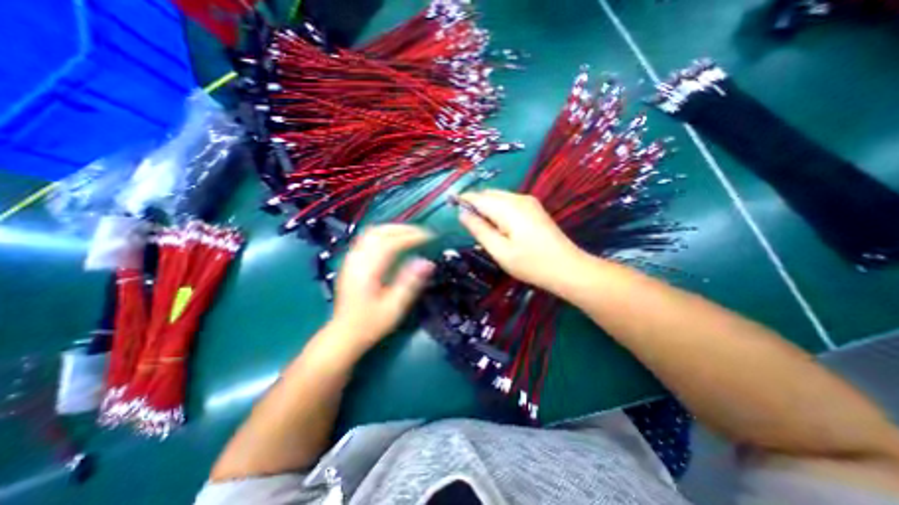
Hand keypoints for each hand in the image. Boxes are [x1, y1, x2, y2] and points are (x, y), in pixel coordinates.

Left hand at [330, 225, 434, 350]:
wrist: (344, 334)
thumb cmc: (370, 323)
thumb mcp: (394, 307)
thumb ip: (410, 283)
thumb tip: (428, 263)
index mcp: (368, 270)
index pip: (391, 242)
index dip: (411, 236)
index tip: (429, 237)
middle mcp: (357, 259)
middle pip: (379, 232)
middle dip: (403, 229)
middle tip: (422, 233)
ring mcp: (351, 259)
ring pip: (371, 232)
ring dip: (393, 229)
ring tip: (410, 234)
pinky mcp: (351, 262)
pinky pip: (367, 239)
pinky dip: (383, 234)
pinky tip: (393, 240)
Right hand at [458, 188, 591, 291]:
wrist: (567, 268)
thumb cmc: (531, 264)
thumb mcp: (500, 251)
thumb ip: (479, 230)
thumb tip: (463, 214)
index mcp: (508, 208)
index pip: (478, 197)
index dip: (463, 200)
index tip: (451, 207)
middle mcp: (519, 198)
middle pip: (489, 194)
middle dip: (476, 205)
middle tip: (470, 227)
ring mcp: (529, 202)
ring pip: (499, 198)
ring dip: (487, 208)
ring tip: (486, 230)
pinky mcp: (534, 208)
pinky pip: (509, 203)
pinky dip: (498, 210)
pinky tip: (501, 228)